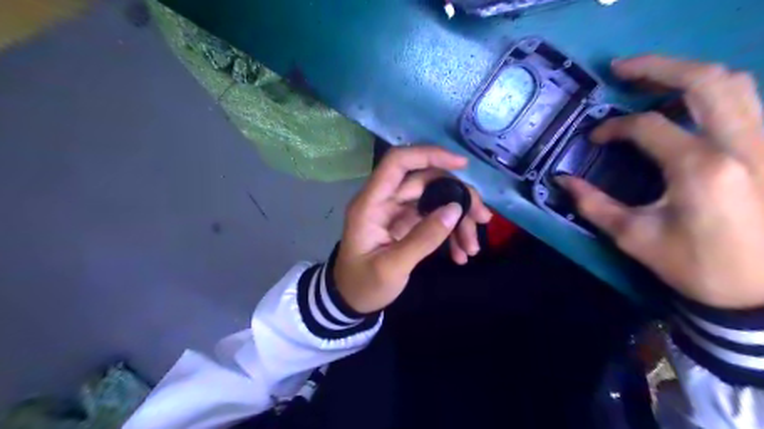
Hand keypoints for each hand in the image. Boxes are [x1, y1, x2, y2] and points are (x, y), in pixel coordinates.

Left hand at [336, 146, 492, 311]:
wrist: (351, 301)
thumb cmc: (363, 285)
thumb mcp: (392, 267)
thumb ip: (423, 238)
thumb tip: (454, 209)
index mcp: (371, 203)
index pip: (398, 163)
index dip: (429, 155)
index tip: (463, 164)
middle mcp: (384, 201)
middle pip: (426, 181)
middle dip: (458, 197)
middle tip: (482, 219)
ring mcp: (396, 212)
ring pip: (434, 200)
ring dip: (458, 219)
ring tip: (472, 247)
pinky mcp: (406, 224)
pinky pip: (433, 218)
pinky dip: (449, 231)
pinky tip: (460, 253)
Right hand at [560, 57, 763, 308]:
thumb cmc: (696, 265)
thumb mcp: (634, 237)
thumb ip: (594, 204)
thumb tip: (562, 181)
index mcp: (700, 168)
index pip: (647, 126)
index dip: (613, 127)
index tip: (594, 139)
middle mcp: (741, 144)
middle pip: (704, 80)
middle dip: (657, 67)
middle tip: (622, 69)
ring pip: (735, 84)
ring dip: (688, 74)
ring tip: (653, 80)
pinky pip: (748, 101)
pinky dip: (714, 92)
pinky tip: (689, 104)